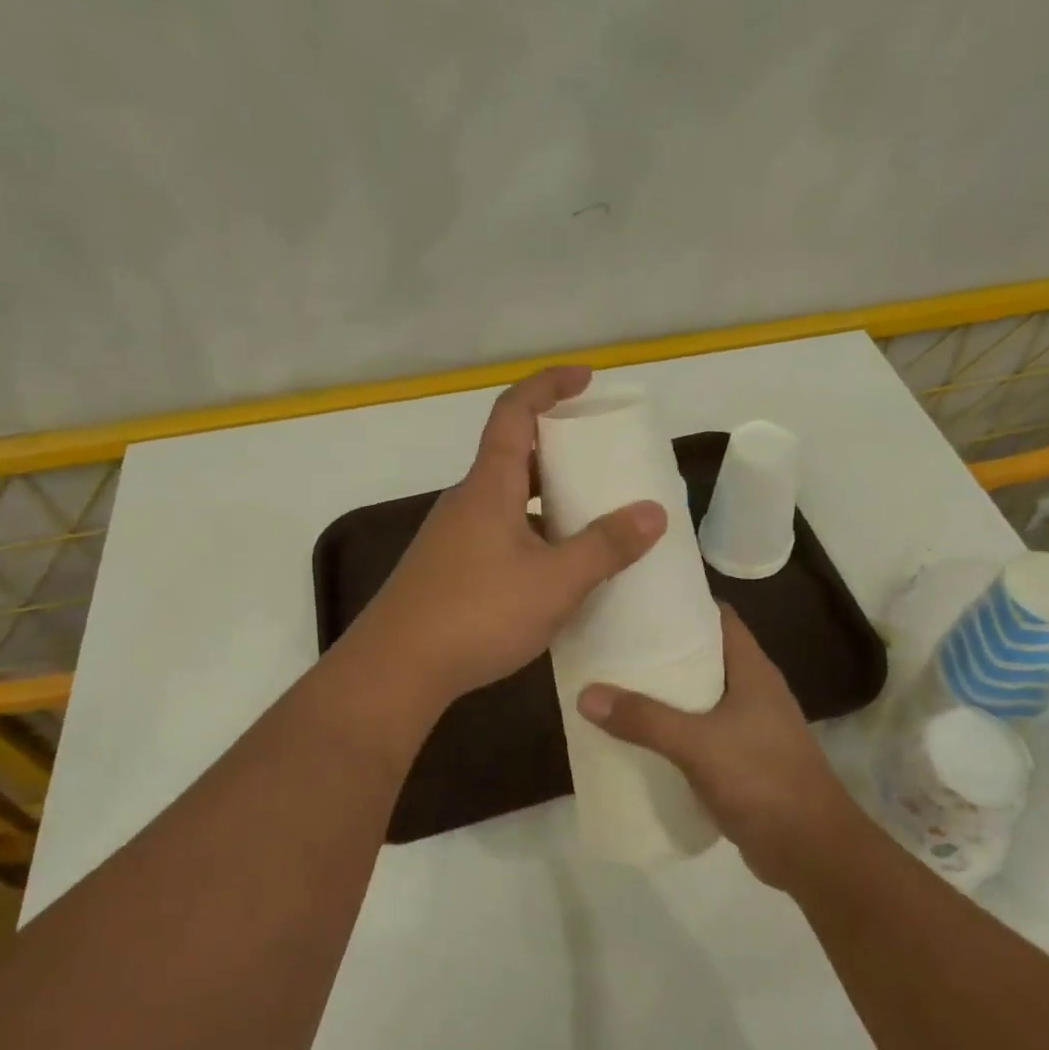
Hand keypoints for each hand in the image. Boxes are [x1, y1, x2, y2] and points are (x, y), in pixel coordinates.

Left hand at [343, 366, 667, 708]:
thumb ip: (605, 546)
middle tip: (601, 460)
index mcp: (489, 486)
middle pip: (513, 454)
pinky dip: (531, 534)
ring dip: (546, 498)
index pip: (515, 411)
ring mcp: (452, 538)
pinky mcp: (448, 571)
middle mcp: (466, 502)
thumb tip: (653, 511)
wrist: (395, 671)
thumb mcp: (555, 582)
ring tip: (591, 518)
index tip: (586, 378)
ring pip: (506, 500)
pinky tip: (556, 571)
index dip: (549, 385)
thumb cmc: (477, 614)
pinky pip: (498, 534)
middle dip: (557, 448)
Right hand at [576, 605, 871, 889]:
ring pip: (702, 696)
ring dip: (667, 691)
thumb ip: (644, 719)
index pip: (720, 617)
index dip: (684, 604)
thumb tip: (586, 694)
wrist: (811, 850)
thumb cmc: (762, 780)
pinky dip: (675, 728)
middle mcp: (754, 690)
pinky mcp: (743, 759)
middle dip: (664, 649)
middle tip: (618, 642)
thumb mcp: (697, 744)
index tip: (641, 601)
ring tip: (619, 683)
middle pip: (706, 655)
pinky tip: (642, 735)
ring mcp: (751, 727)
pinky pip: (702, 731)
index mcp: (752, 670)